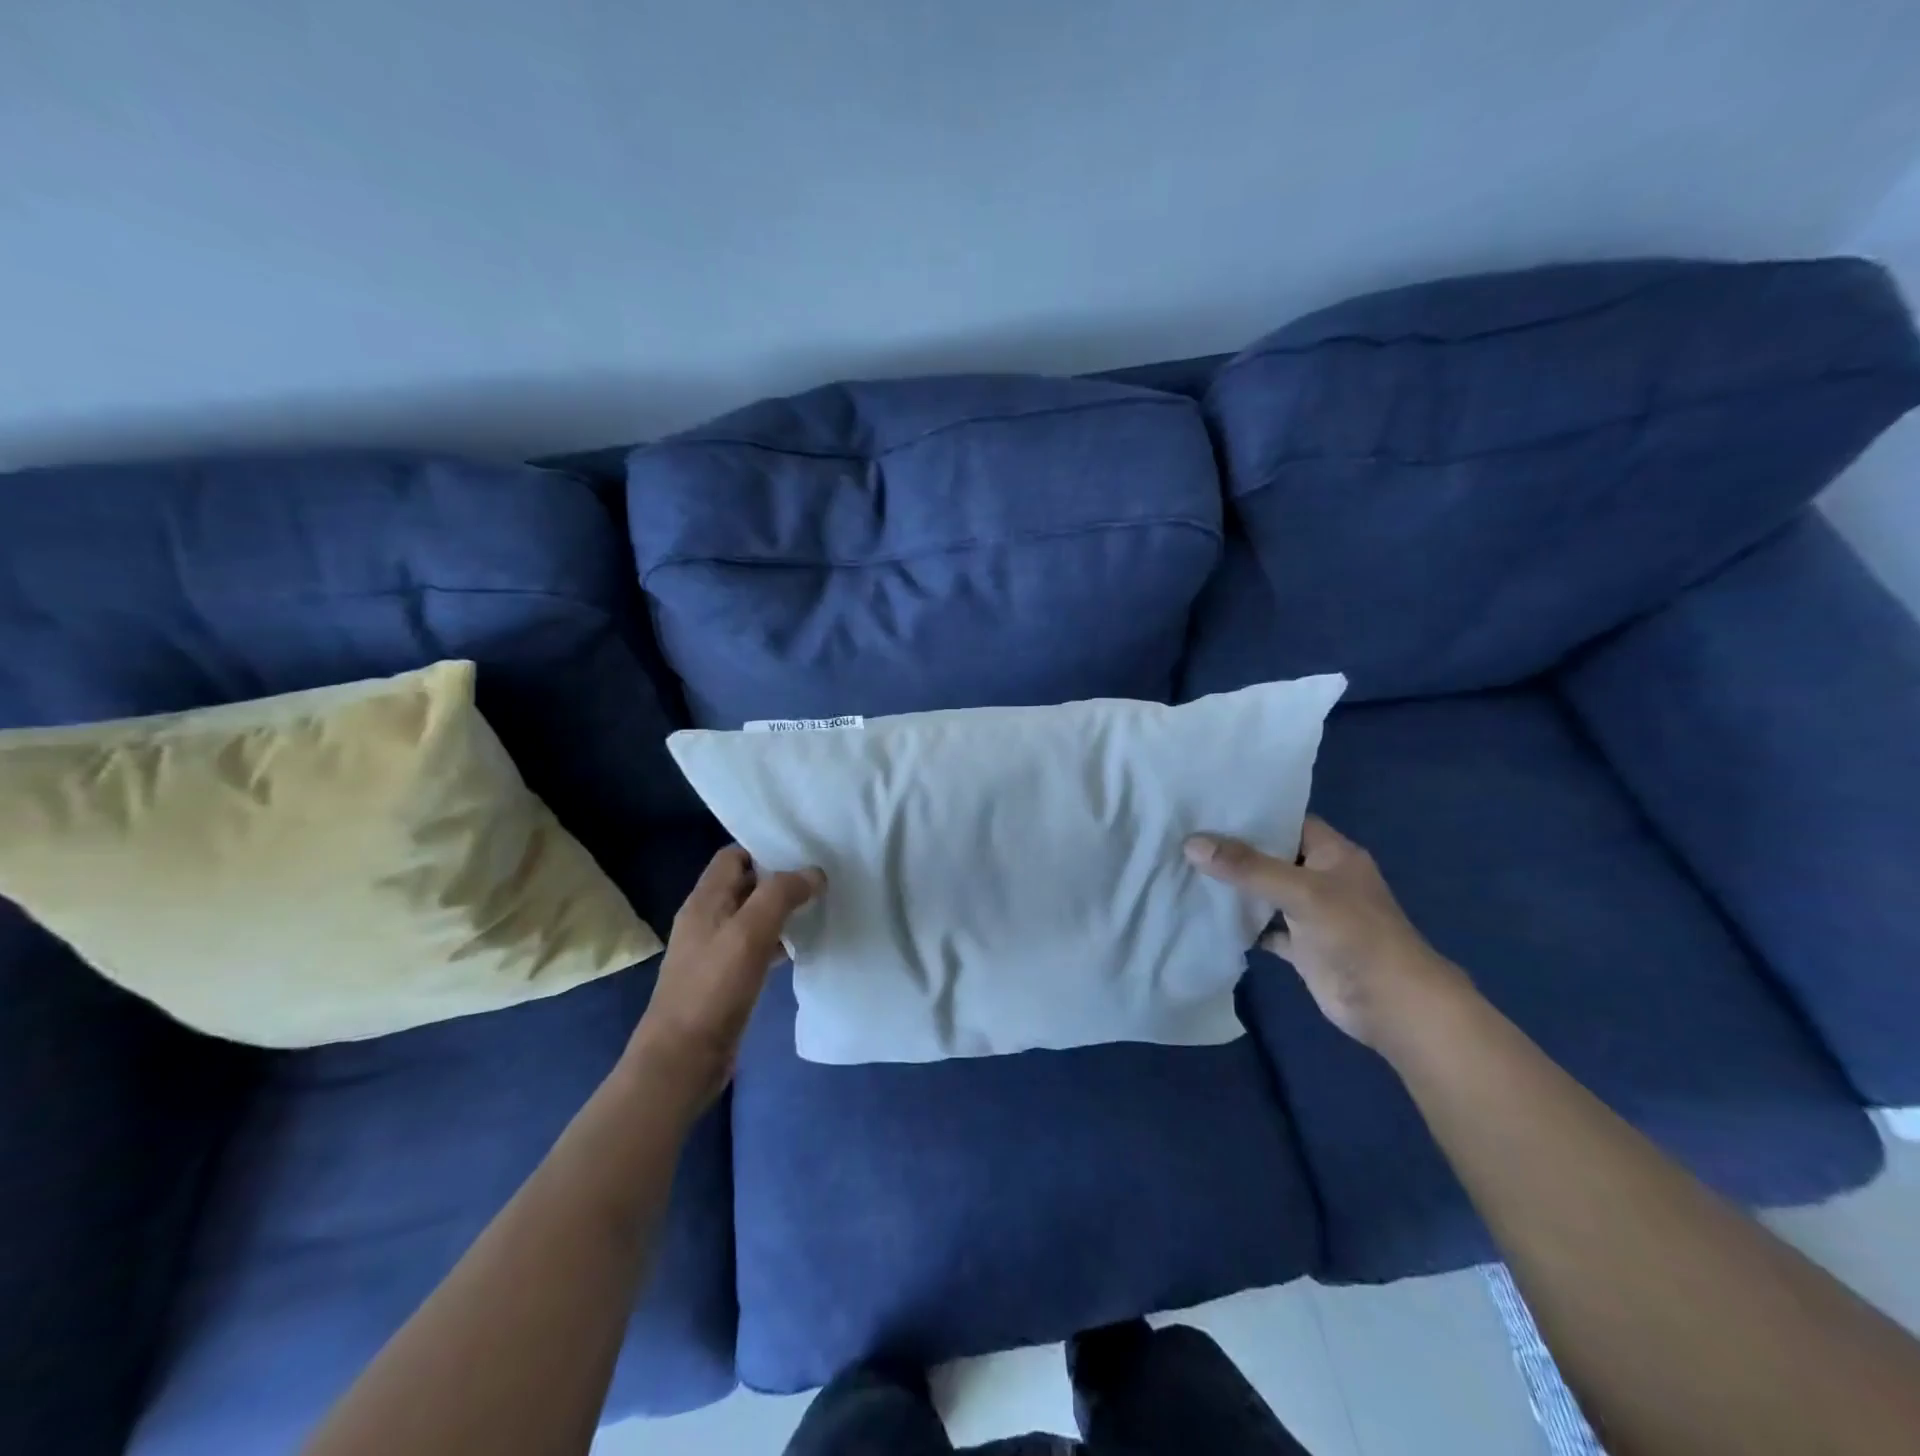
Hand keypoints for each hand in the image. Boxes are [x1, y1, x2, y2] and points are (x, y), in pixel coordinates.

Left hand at [626, 846, 823, 1112]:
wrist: (683, 1059)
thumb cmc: (713, 989)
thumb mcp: (749, 933)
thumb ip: (781, 895)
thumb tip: (813, 872)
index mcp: (705, 900)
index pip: (734, 855)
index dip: (766, 848)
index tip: (804, 849)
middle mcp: (708, 918)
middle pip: (746, 884)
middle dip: (782, 878)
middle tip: (823, 875)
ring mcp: (716, 950)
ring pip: (754, 916)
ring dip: (783, 910)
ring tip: (822, 904)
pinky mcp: (727, 978)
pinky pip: (757, 946)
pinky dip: (780, 940)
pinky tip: (804, 946)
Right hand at [1185, 816, 1466, 1050]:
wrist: (1392, 1005)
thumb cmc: (1355, 934)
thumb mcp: (1301, 891)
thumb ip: (1247, 867)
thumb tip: (1191, 844)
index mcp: (1332, 853)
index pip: (1287, 821)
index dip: (1251, 814)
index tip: (1206, 807)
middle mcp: (1321, 878)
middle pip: (1270, 856)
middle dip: (1232, 850)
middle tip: (1183, 836)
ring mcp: (1311, 914)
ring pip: (1265, 893)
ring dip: (1233, 887)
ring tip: (1184, 868)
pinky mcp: (1302, 947)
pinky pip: (1264, 929)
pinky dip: (1241, 925)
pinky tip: (1206, 916)